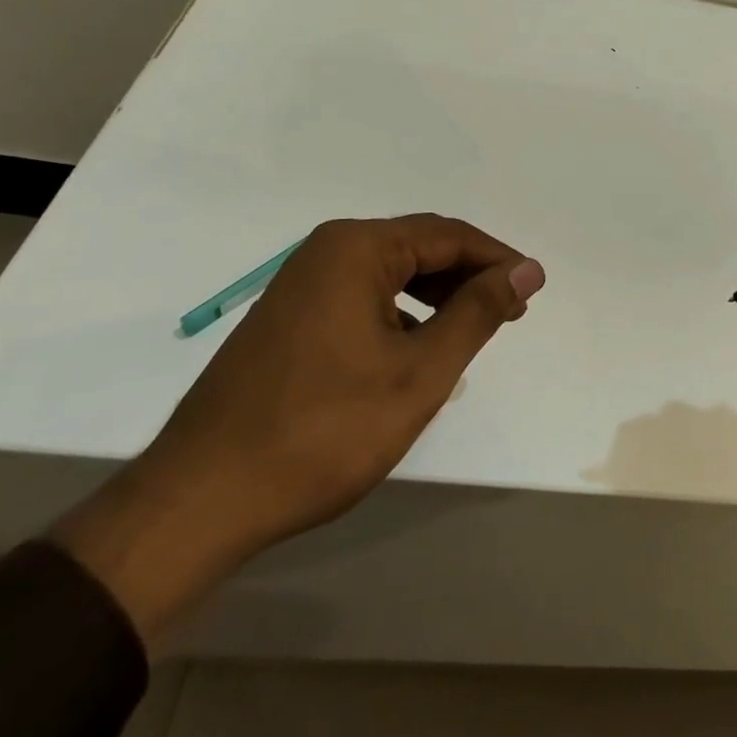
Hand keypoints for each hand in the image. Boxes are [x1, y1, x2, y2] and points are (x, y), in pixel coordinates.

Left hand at [54, 214, 543, 647]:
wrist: (201, 500)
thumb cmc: (324, 431)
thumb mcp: (420, 372)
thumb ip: (478, 312)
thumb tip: (527, 268)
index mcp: (356, 249)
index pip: (448, 236)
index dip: (498, 260)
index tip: (534, 290)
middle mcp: (325, 252)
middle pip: (419, 248)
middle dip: (470, 277)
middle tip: (511, 313)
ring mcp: (300, 285)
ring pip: (390, 274)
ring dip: (438, 296)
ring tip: (473, 331)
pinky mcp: (288, 319)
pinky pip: (362, 298)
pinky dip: (401, 315)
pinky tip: (418, 350)